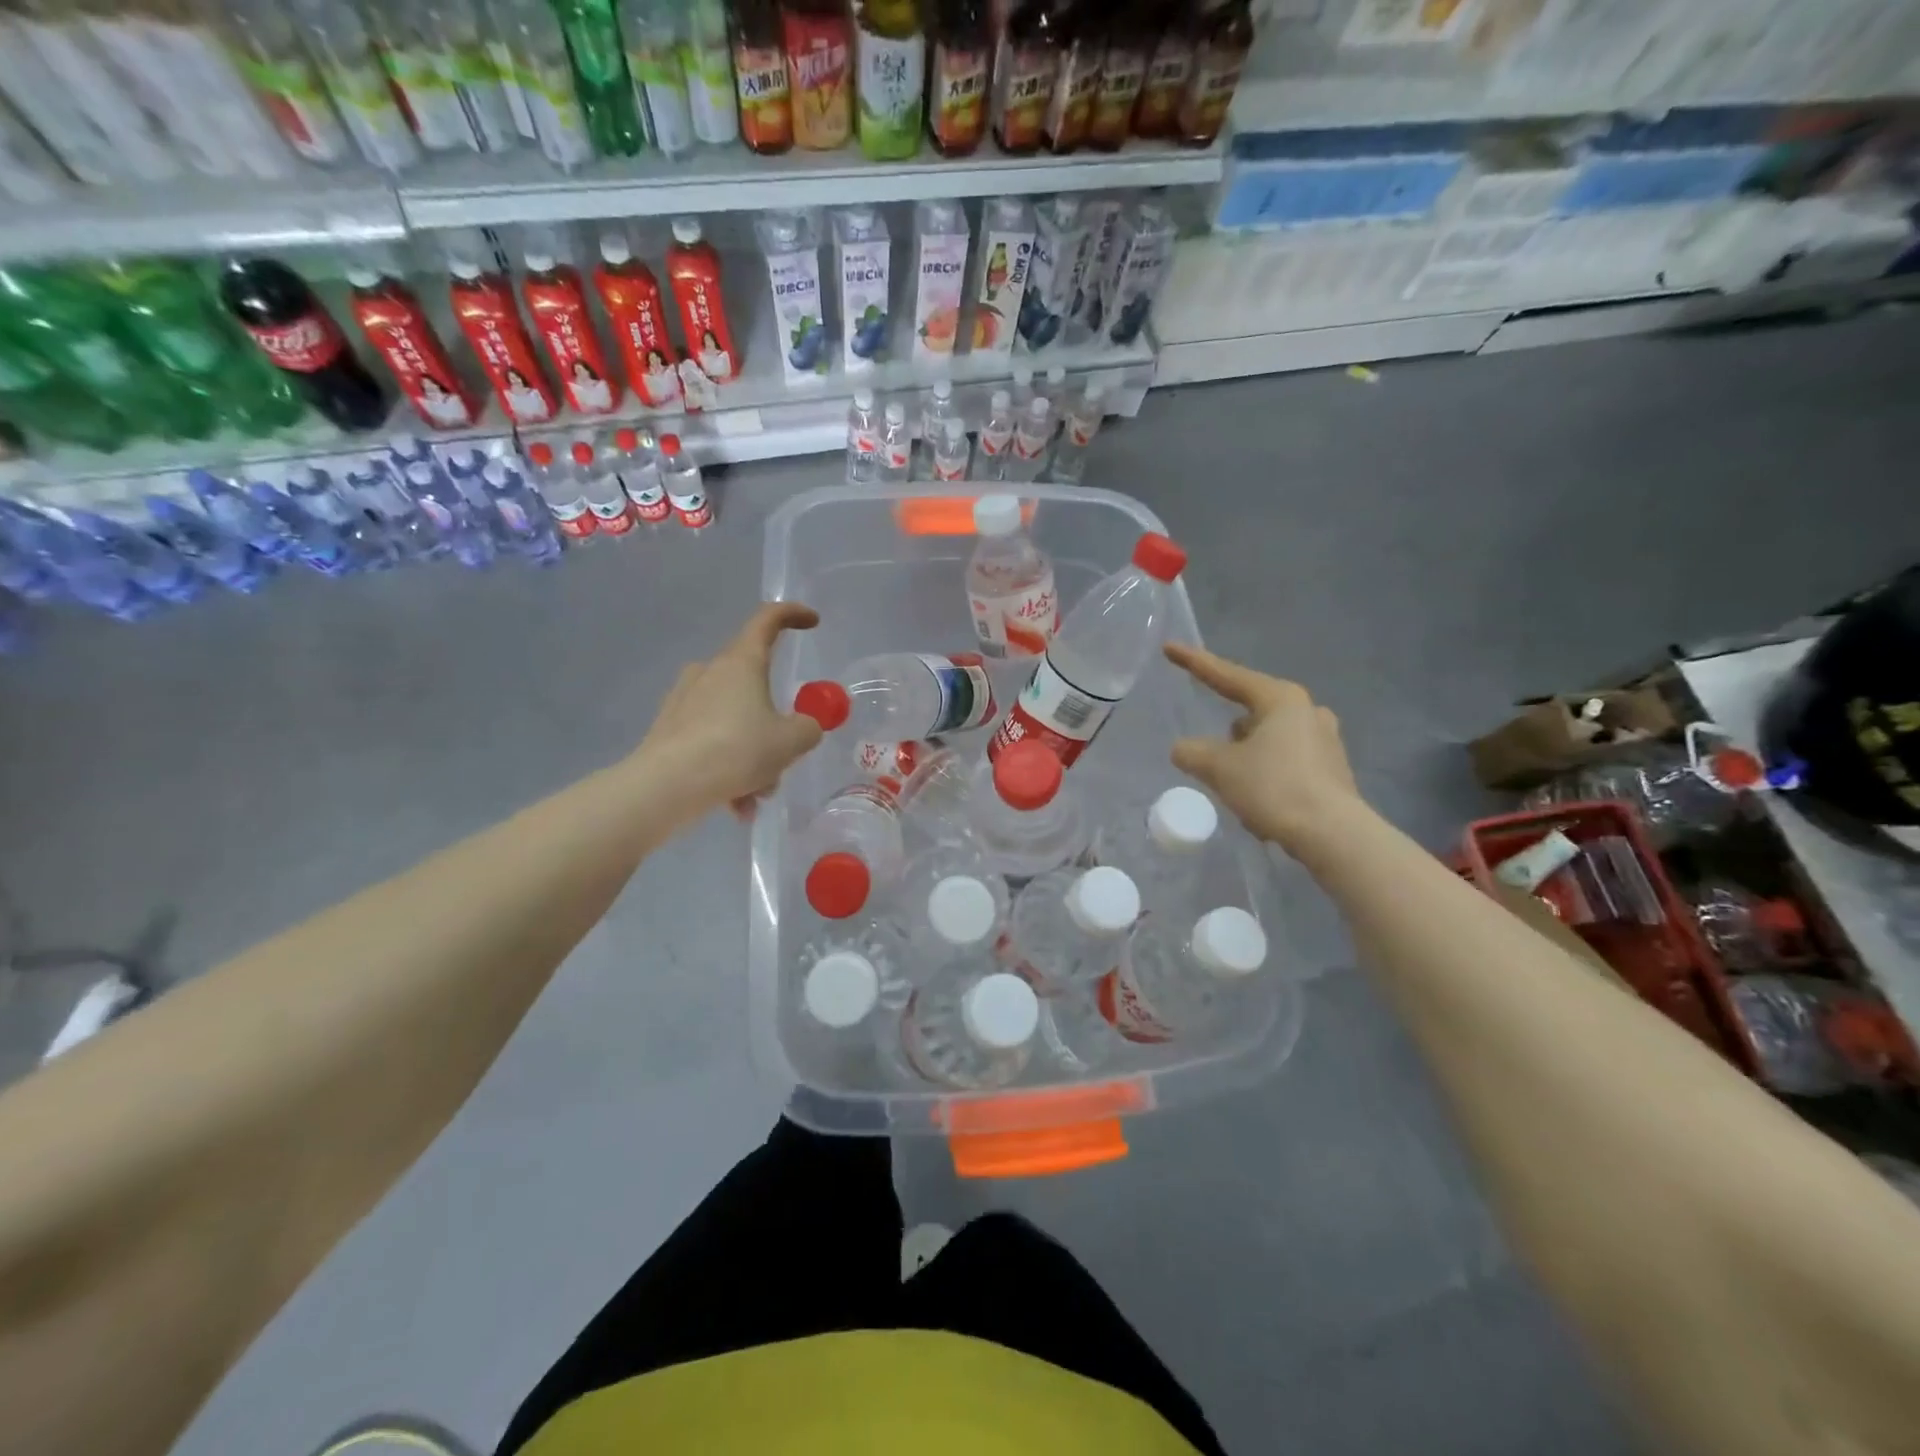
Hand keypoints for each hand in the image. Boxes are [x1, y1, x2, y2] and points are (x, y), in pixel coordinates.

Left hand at [636, 602, 823, 817]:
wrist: (666, 787)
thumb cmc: (736, 750)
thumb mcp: (791, 741)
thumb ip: (808, 728)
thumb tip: (804, 727)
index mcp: (741, 663)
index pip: (768, 620)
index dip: (793, 615)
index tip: (812, 622)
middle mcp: (709, 672)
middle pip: (754, 685)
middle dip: (774, 724)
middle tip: (785, 757)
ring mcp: (684, 700)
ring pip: (733, 721)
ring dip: (751, 755)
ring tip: (756, 796)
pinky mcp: (668, 730)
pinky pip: (710, 743)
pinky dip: (727, 769)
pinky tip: (733, 805)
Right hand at [1165, 642, 1365, 859]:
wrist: (1332, 834)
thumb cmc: (1273, 787)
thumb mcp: (1219, 768)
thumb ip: (1192, 752)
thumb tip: (1183, 749)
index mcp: (1280, 699)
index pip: (1227, 676)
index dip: (1194, 663)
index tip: (1170, 648)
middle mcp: (1307, 711)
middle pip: (1250, 712)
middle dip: (1227, 734)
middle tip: (1212, 758)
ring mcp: (1325, 740)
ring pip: (1267, 741)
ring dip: (1246, 759)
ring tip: (1236, 790)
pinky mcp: (1332, 769)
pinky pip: (1285, 764)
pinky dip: (1266, 778)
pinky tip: (1260, 806)